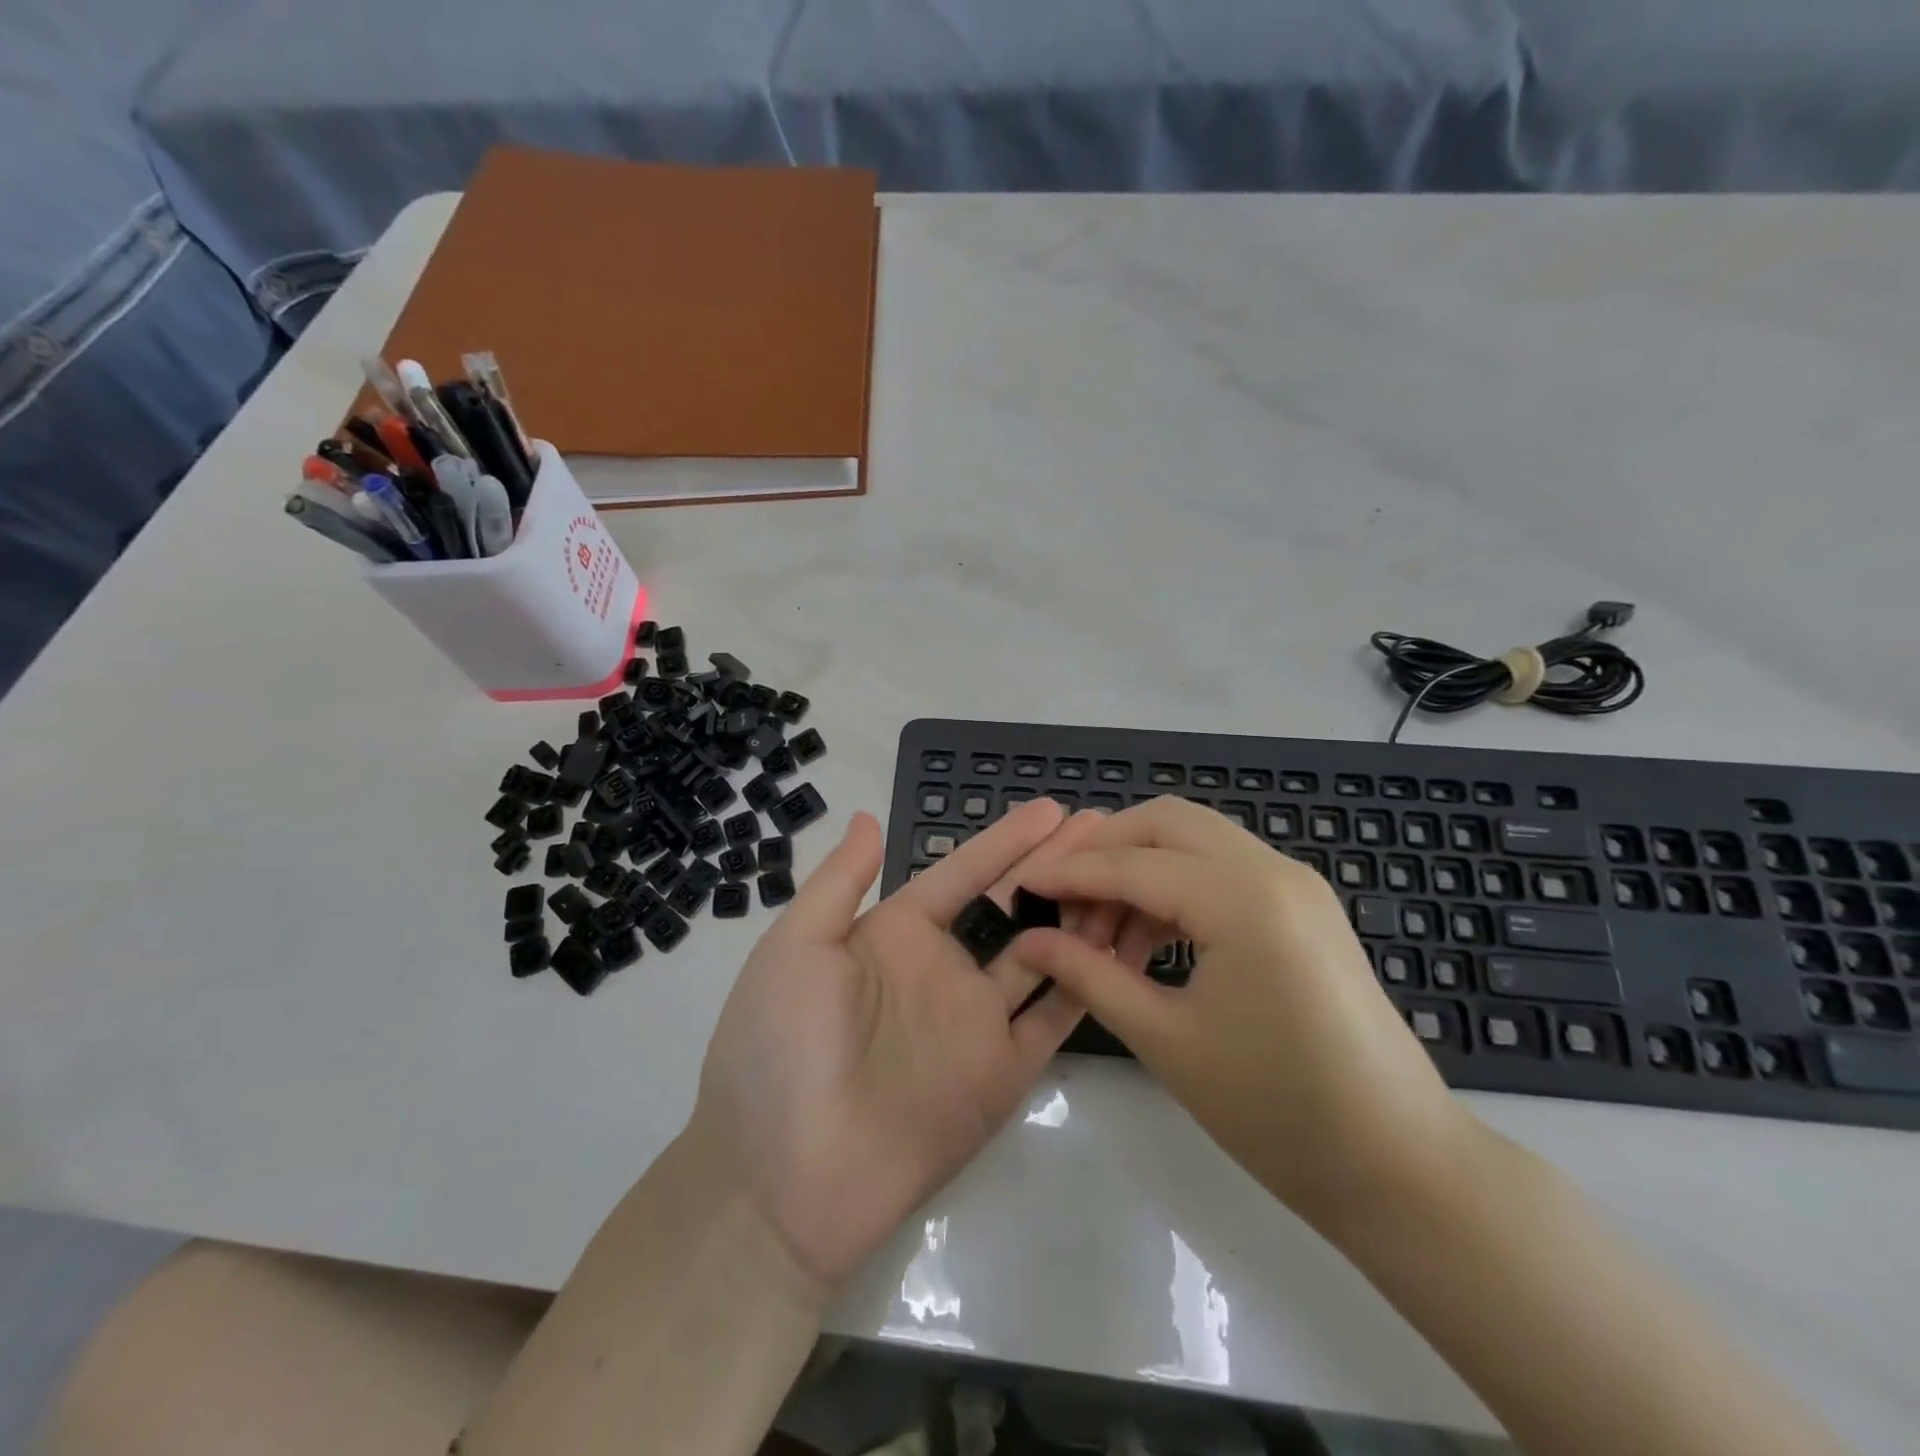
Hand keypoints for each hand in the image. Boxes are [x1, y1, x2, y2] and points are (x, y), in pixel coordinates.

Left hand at [691, 799, 1119, 1295]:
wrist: (780, 1180)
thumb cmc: (776, 1048)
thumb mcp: (795, 947)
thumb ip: (840, 882)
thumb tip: (869, 817)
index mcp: (895, 935)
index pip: (963, 874)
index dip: (1006, 841)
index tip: (1051, 809)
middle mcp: (943, 970)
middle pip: (1012, 904)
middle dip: (1056, 865)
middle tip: (1105, 829)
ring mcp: (976, 1022)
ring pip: (1045, 952)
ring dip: (1081, 913)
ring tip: (1126, 873)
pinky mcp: (1001, 1074)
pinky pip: (1053, 1018)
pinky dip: (1086, 981)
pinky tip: (1120, 945)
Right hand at [1015, 797, 1479, 1230]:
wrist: (1399, 1165)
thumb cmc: (1276, 1111)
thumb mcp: (1166, 1040)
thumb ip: (1089, 975)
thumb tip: (1029, 942)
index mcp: (1242, 898)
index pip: (1132, 864)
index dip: (1068, 873)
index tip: (1020, 885)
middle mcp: (1272, 869)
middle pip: (1165, 822)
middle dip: (1104, 849)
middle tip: (1061, 899)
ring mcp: (1294, 883)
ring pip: (1194, 840)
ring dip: (1139, 868)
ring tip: (1100, 933)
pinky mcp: (1302, 905)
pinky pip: (1222, 869)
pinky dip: (1175, 886)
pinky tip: (1146, 939)